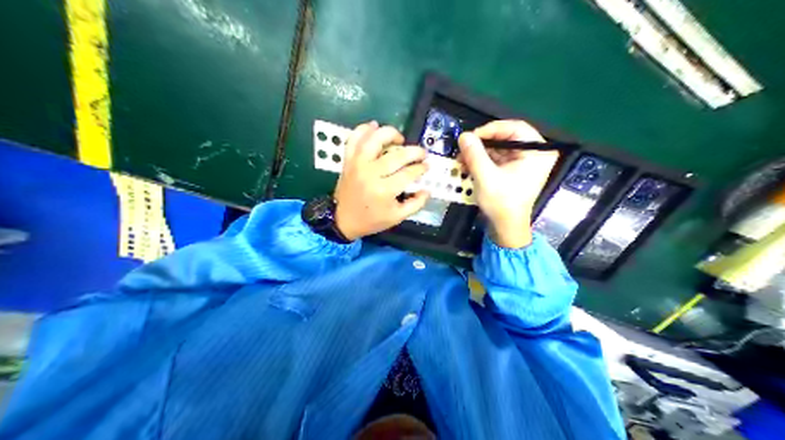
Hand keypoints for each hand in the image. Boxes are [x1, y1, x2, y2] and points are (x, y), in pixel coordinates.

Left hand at [331, 119, 428, 239]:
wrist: (342, 220)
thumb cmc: (371, 219)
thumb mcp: (397, 217)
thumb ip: (415, 204)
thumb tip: (427, 190)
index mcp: (384, 191)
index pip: (409, 173)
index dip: (421, 168)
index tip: (426, 166)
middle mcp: (371, 174)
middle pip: (397, 155)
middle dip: (414, 152)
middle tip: (421, 153)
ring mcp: (357, 165)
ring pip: (374, 139)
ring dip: (390, 133)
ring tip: (400, 138)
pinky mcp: (348, 160)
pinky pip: (354, 139)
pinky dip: (363, 129)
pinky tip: (374, 127)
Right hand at [457, 120, 561, 248]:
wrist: (507, 227)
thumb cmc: (502, 203)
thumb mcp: (486, 177)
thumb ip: (475, 154)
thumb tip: (463, 135)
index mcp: (538, 152)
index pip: (515, 127)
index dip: (492, 129)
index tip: (472, 136)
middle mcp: (535, 152)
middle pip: (507, 135)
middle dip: (483, 142)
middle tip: (465, 146)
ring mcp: (525, 160)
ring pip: (500, 145)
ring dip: (480, 150)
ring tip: (462, 157)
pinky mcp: (516, 168)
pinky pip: (498, 155)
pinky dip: (483, 158)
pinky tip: (468, 163)